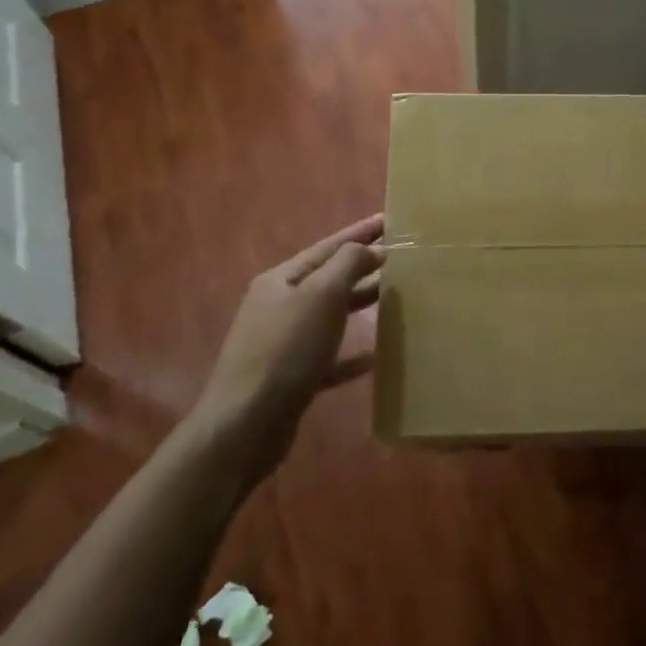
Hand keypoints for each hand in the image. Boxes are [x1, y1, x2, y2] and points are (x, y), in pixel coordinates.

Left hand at [192, 214, 384, 462]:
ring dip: (360, 304)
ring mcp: (283, 343)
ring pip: (330, 315)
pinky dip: (353, 353)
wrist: (245, 425)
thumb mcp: (320, 295)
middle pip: (328, 279)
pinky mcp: (292, 378)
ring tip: (396, 296)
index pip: (328, 247)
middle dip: (362, 266)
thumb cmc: (285, 350)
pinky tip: (377, 355)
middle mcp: (278, 306)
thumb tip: (369, 249)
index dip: (360, 232)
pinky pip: (330, 357)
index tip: (390, 220)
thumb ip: (347, 264)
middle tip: (400, 257)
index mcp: (281, 279)